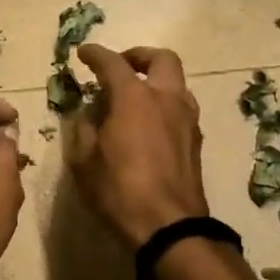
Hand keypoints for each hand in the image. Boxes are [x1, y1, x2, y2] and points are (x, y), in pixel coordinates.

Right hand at [67, 45, 209, 248]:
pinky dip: (164, 105)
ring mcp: (186, 119)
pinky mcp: (195, 141)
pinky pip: (181, 108)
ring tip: (135, 98)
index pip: (113, 63)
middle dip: (139, 56)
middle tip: (121, 66)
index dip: (95, 54)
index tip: (83, 53)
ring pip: (176, 83)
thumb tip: (88, 115)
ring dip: (156, 81)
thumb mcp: (84, 161)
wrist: (168, 226)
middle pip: (161, 59)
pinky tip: (149, 124)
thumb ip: (83, 129)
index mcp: (135, 98)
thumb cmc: (119, 191)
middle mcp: (166, 99)